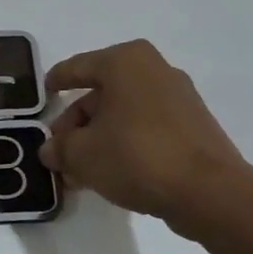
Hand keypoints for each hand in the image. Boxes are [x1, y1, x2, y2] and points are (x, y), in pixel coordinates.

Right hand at [40, 40, 248, 228]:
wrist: (209, 192)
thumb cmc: (137, 156)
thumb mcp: (83, 154)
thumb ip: (60, 149)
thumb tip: (50, 151)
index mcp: (125, 62)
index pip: (78, 67)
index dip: (56, 81)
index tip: (43, 94)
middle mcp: (154, 70)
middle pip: (102, 93)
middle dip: (77, 122)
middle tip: (59, 149)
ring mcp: (179, 98)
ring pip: (124, 113)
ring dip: (99, 137)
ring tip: (80, 170)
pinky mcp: (194, 126)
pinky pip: (146, 128)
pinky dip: (125, 143)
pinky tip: (110, 172)